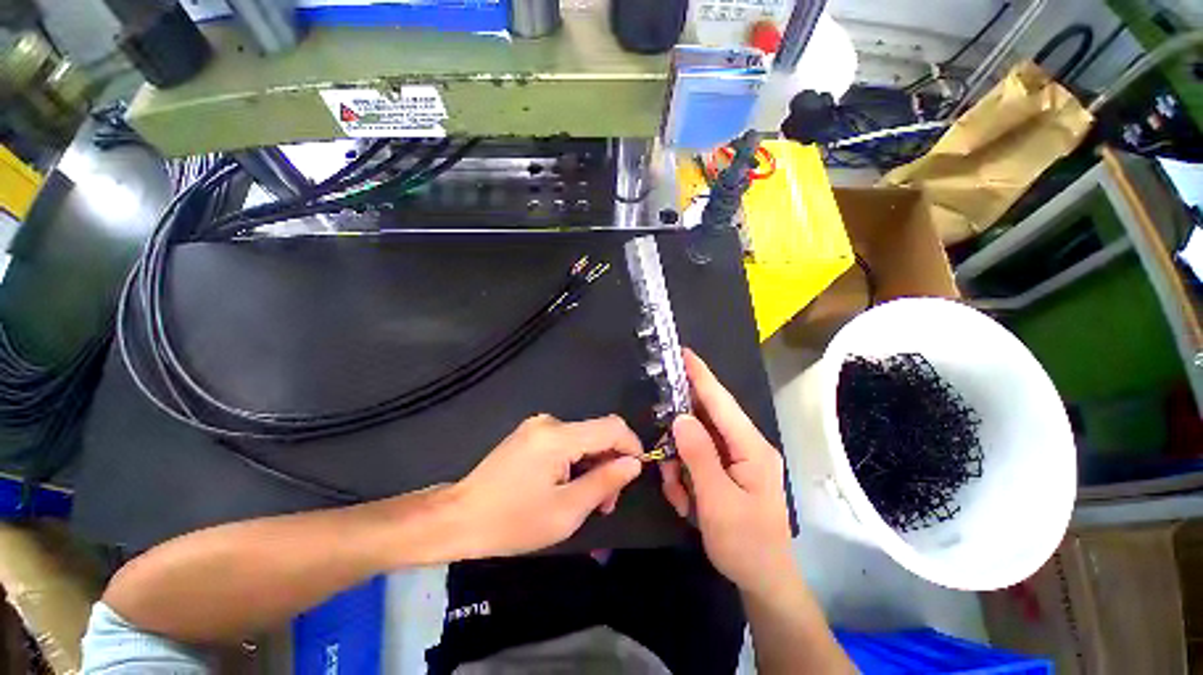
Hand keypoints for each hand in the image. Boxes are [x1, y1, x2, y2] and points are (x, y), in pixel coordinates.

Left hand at [447, 414, 643, 557]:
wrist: (459, 518)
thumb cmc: (513, 521)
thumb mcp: (566, 511)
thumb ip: (605, 482)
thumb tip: (634, 463)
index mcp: (558, 437)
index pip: (611, 427)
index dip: (632, 445)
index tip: (637, 471)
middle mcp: (549, 422)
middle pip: (597, 432)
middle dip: (610, 462)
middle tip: (606, 501)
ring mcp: (537, 426)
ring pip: (582, 438)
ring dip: (592, 464)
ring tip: (587, 498)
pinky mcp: (530, 434)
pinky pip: (566, 441)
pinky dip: (576, 461)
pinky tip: (568, 485)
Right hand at [660, 350, 795, 597]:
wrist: (764, 581)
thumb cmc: (745, 543)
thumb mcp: (718, 501)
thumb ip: (699, 456)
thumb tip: (681, 417)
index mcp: (750, 447)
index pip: (721, 401)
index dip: (700, 375)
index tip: (683, 353)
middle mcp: (745, 445)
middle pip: (704, 420)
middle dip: (679, 438)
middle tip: (669, 464)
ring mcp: (737, 458)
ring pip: (695, 442)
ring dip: (680, 465)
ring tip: (681, 496)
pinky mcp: (728, 469)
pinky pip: (697, 459)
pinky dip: (686, 476)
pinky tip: (687, 500)